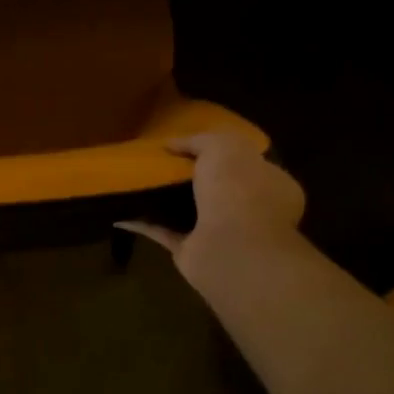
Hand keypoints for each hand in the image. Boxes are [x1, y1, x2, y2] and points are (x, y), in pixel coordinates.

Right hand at [119, 131, 306, 292]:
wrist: (231, 248)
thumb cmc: (239, 190)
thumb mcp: (223, 146)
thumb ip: (199, 140)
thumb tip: (172, 144)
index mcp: (271, 183)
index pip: (248, 163)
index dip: (223, 153)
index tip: (191, 146)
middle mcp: (252, 211)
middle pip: (217, 189)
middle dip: (192, 178)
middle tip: (161, 162)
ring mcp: (223, 234)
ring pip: (191, 212)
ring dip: (167, 202)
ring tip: (138, 183)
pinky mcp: (194, 253)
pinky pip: (165, 233)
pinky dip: (144, 224)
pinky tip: (122, 212)